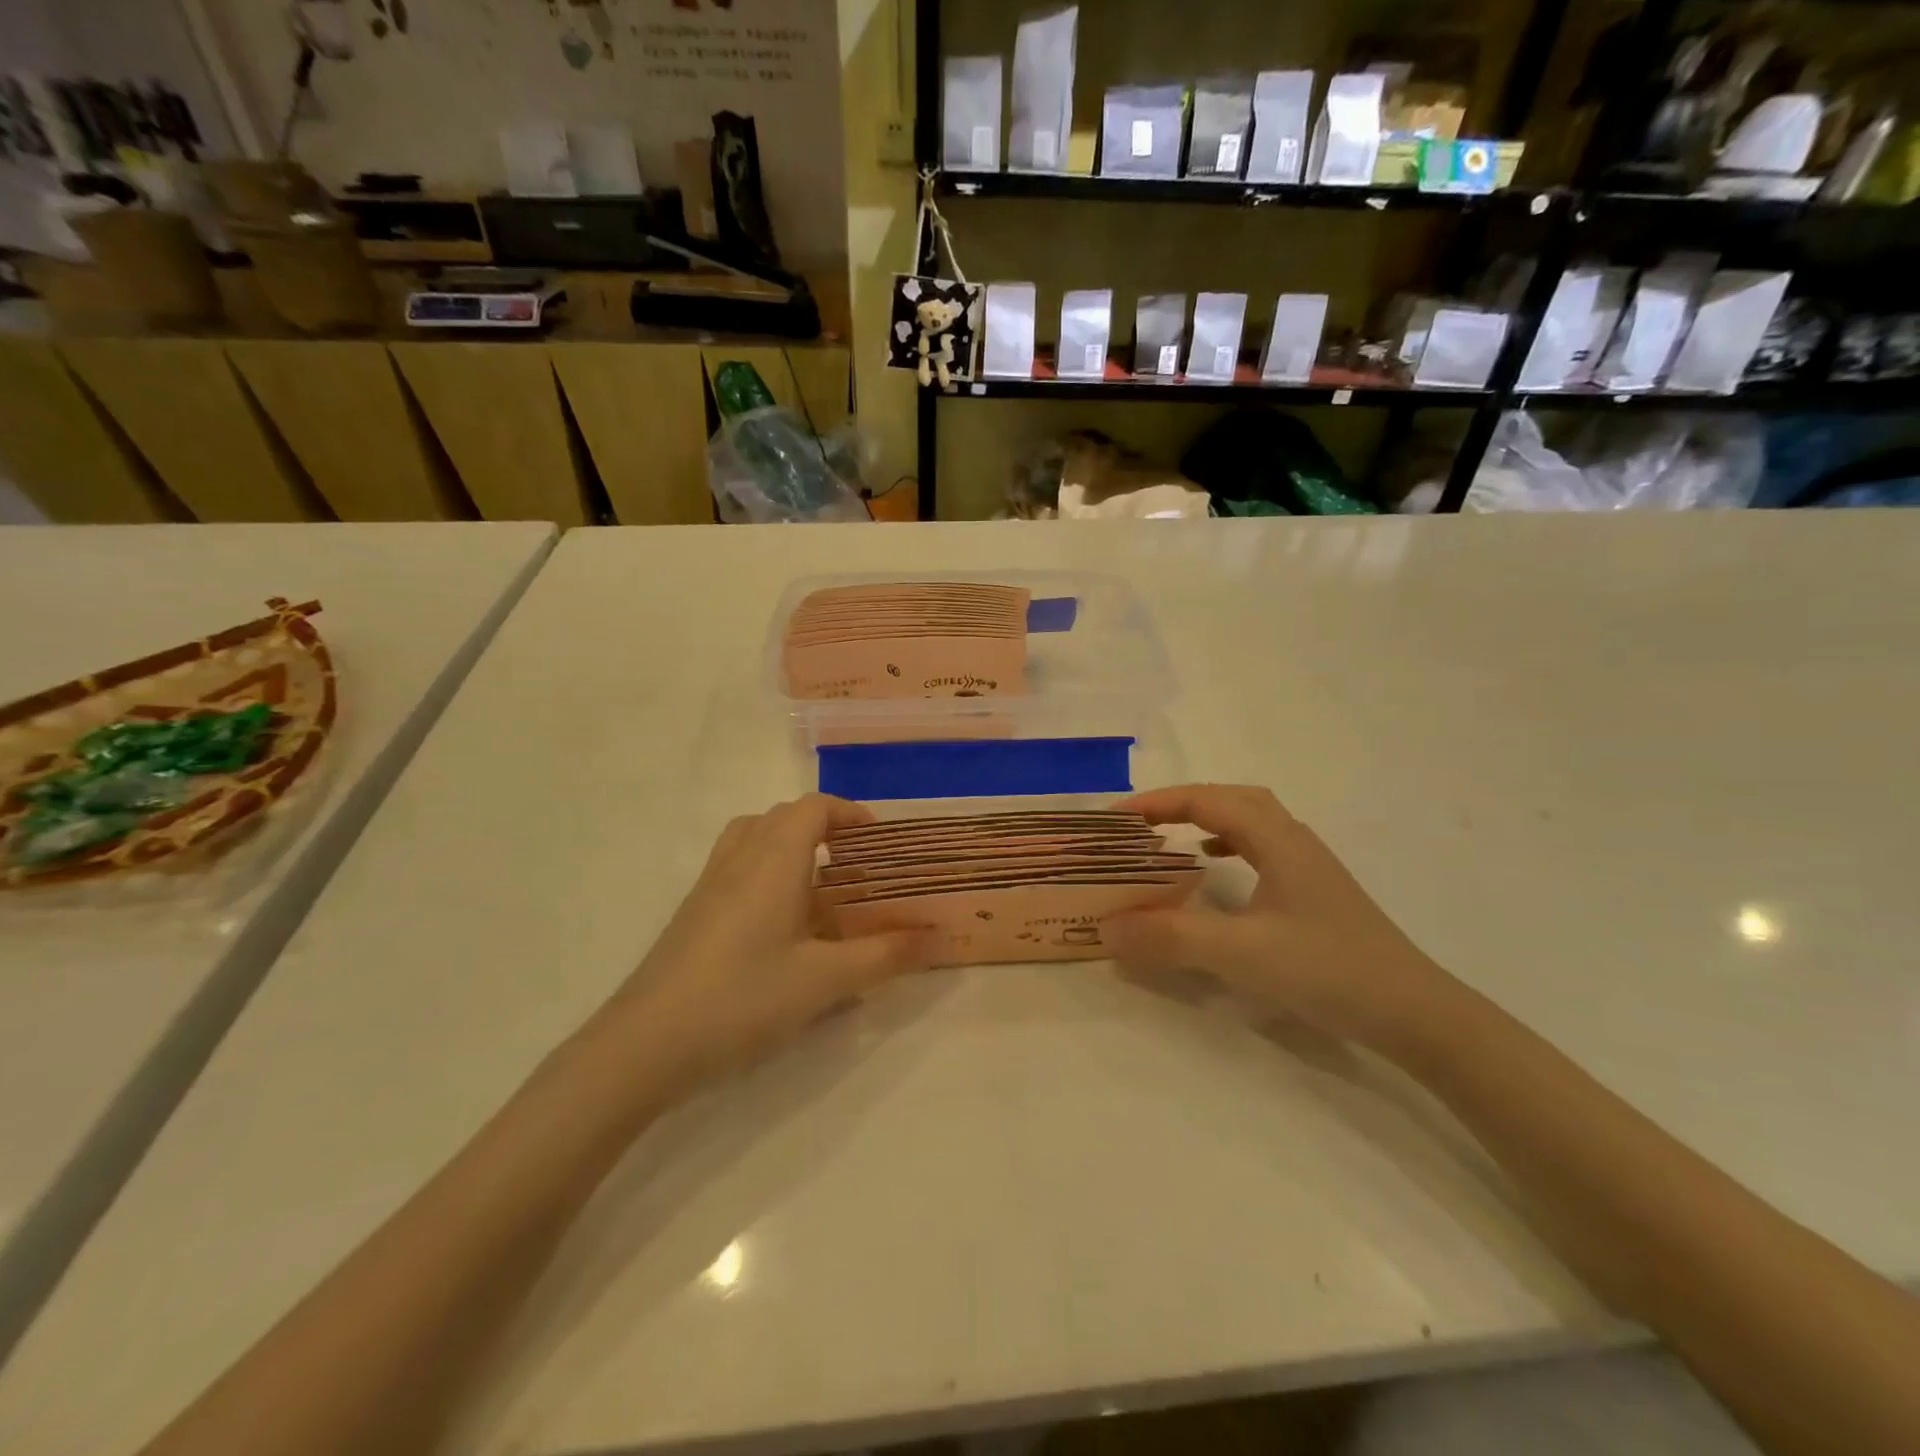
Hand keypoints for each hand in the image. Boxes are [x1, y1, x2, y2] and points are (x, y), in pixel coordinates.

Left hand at [598, 795, 935, 1096]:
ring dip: (789, 846)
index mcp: (773, 860)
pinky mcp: (693, 913)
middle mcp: (739, 859)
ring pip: (754, 838)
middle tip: (856, 865)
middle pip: (783, 817)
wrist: (646, 1043)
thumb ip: (884, 956)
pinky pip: (736, 868)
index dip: (849, 814)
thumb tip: (936, 938)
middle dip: (824, 828)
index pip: (813, 808)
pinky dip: (765, 872)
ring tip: (819, 885)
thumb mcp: (825, 980)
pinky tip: (781, 924)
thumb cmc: (743, 998)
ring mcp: (710, 884)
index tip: (879, 841)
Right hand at [1106, 784, 1457, 1053]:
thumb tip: (1106, 928)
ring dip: (1206, 821)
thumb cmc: (1328, 970)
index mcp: (1276, 839)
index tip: (1115, 819)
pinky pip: (1260, 850)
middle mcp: (1293, 840)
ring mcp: (1308, 866)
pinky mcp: (1314, 893)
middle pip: (1230, 799)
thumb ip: (1170, 937)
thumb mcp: (1241, 953)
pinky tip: (1216, 875)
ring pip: (1249, 822)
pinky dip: (1228, 848)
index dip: (1158, 802)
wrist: (1415, 1013)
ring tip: (1170, 841)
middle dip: (1180, 804)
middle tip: (1139, 825)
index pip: (1207, 799)